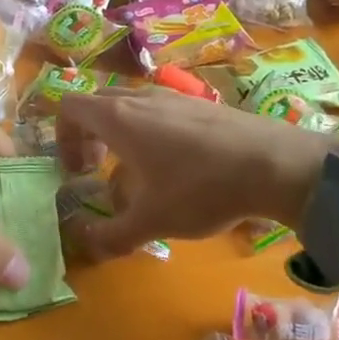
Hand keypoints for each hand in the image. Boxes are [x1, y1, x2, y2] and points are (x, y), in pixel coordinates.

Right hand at [54, 86, 330, 258]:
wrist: (277, 164)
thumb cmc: (201, 188)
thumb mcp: (152, 221)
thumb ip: (111, 235)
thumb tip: (85, 243)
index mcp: (117, 118)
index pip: (68, 106)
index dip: (62, 137)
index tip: (77, 171)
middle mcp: (140, 98)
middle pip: (97, 104)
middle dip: (88, 136)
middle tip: (97, 170)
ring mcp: (173, 96)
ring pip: (130, 107)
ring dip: (120, 136)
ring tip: (138, 175)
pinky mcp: (201, 103)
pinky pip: (159, 111)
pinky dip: (151, 133)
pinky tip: (178, 169)